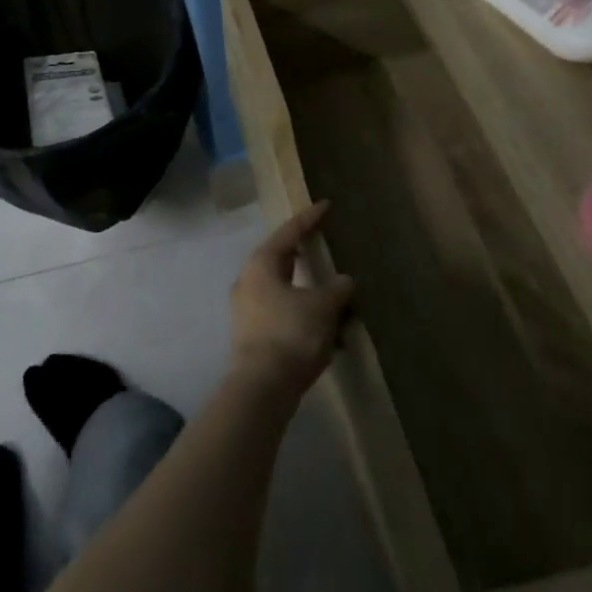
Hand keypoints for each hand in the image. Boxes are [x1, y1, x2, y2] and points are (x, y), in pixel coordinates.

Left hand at [228, 201, 355, 398]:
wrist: (261, 387)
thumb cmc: (291, 334)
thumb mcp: (322, 307)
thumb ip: (336, 289)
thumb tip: (344, 281)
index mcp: (261, 264)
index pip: (289, 232)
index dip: (309, 218)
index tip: (326, 205)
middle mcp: (248, 280)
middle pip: (280, 258)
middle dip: (303, 253)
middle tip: (322, 242)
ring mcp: (247, 308)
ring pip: (282, 288)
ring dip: (307, 289)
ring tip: (332, 291)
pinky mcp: (252, 334)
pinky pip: (282, 313)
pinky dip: (303, 313)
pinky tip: (325, 327)